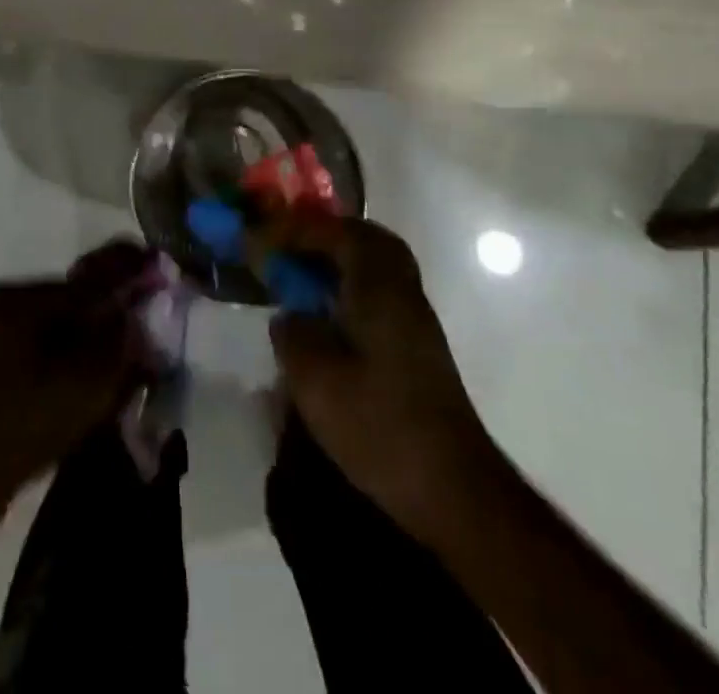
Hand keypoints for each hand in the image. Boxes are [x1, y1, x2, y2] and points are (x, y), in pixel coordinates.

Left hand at [0, 240, 155, 519]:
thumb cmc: (19, 428)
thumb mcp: (85, 387)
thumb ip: (119, 346)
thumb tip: (135, 319)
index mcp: (15, 298)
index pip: (82, 281)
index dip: (122, 274)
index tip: (151, 263)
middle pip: (59, 301)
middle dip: (95, 314)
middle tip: (126, 329)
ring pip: (35, 326)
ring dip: (68, 339)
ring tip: (95, 363)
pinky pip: (13, 350)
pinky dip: (41, 359)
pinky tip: (55, 384)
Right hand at [263, 218, 507, 543]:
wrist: (454, 489)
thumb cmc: (380, 425)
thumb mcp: (316, 380)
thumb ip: (293, 335)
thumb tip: (288, 316)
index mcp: (378, 286)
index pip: (338, 233)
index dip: (297, 230)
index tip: (264, 240)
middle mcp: (402, 291)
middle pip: (366, 240)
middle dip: (325, 237)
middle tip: (290, 249)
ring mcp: (415, 320)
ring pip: (377, 267)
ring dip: (339, 261)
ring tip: (303, 278)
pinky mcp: (418, 348)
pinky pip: (381, 293)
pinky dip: (351, 288)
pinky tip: (328, 318)